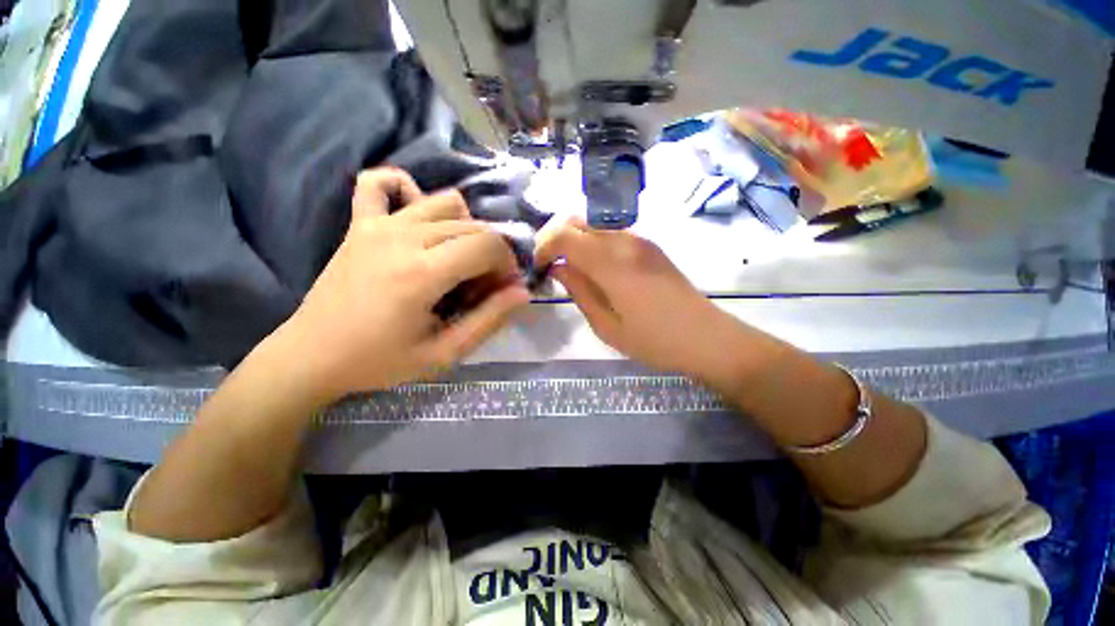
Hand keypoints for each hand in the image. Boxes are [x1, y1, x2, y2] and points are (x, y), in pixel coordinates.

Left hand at [274, 168, 528, 402]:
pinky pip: (380, 182)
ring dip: (465, 226)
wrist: (312, 355)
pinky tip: (415, 214)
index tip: (503, 287)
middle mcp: (404, 237)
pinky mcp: (359, 223)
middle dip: (492, 252)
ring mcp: (378, 224)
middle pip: (473, 226)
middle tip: (483, 284)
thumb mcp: (444, 353)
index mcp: (423, 273)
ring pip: (444, 202)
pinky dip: (405, 188)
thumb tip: (522, 293)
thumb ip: (488, 320)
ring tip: (458, 257)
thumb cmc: (380, 361)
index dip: (507, 264)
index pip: (488, 245)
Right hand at [535, 217, 740, 381]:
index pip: (564, 235)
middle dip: (555, 238)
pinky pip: (611, 234)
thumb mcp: (607, 327)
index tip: (539, 267)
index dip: (544, 246)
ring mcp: (640, 240)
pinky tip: (595, 268)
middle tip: (549, 265)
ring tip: (570, 269)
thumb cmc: (655, 341)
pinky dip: (593, 243)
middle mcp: (625, 241)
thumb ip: (579, 292)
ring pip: (594, 225)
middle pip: (577, 221)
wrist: (707, 338)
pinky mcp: (650, 246)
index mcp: (611, 263)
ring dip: (575, 240)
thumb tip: (558, 268)